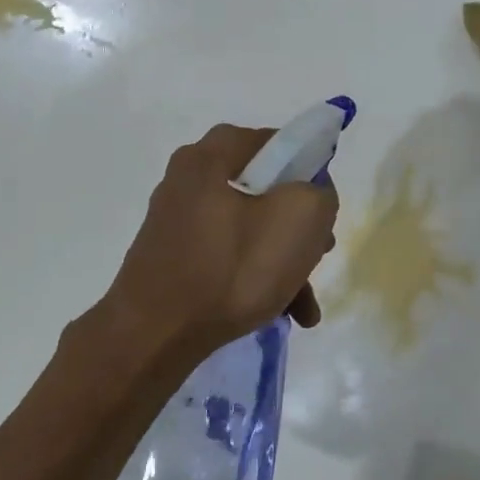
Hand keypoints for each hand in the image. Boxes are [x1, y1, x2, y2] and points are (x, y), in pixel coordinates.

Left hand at [101, 124, 339, 358]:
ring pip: (251, 229)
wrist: (155, 335)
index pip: (280, 143)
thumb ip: (319, 193)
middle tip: (319, 255)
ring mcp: (178, 219)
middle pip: (267, 190)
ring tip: (304, 304)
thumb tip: (312, 195)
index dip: (312, 173)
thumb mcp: (299, 219)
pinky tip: (282, 312)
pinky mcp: (174, 256)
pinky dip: (256, 277)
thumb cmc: (232, 269)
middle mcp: (189, 178)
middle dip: (301, 227)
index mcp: (212, 154)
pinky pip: (228, 255)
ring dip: (285, 262)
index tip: (324, 212)